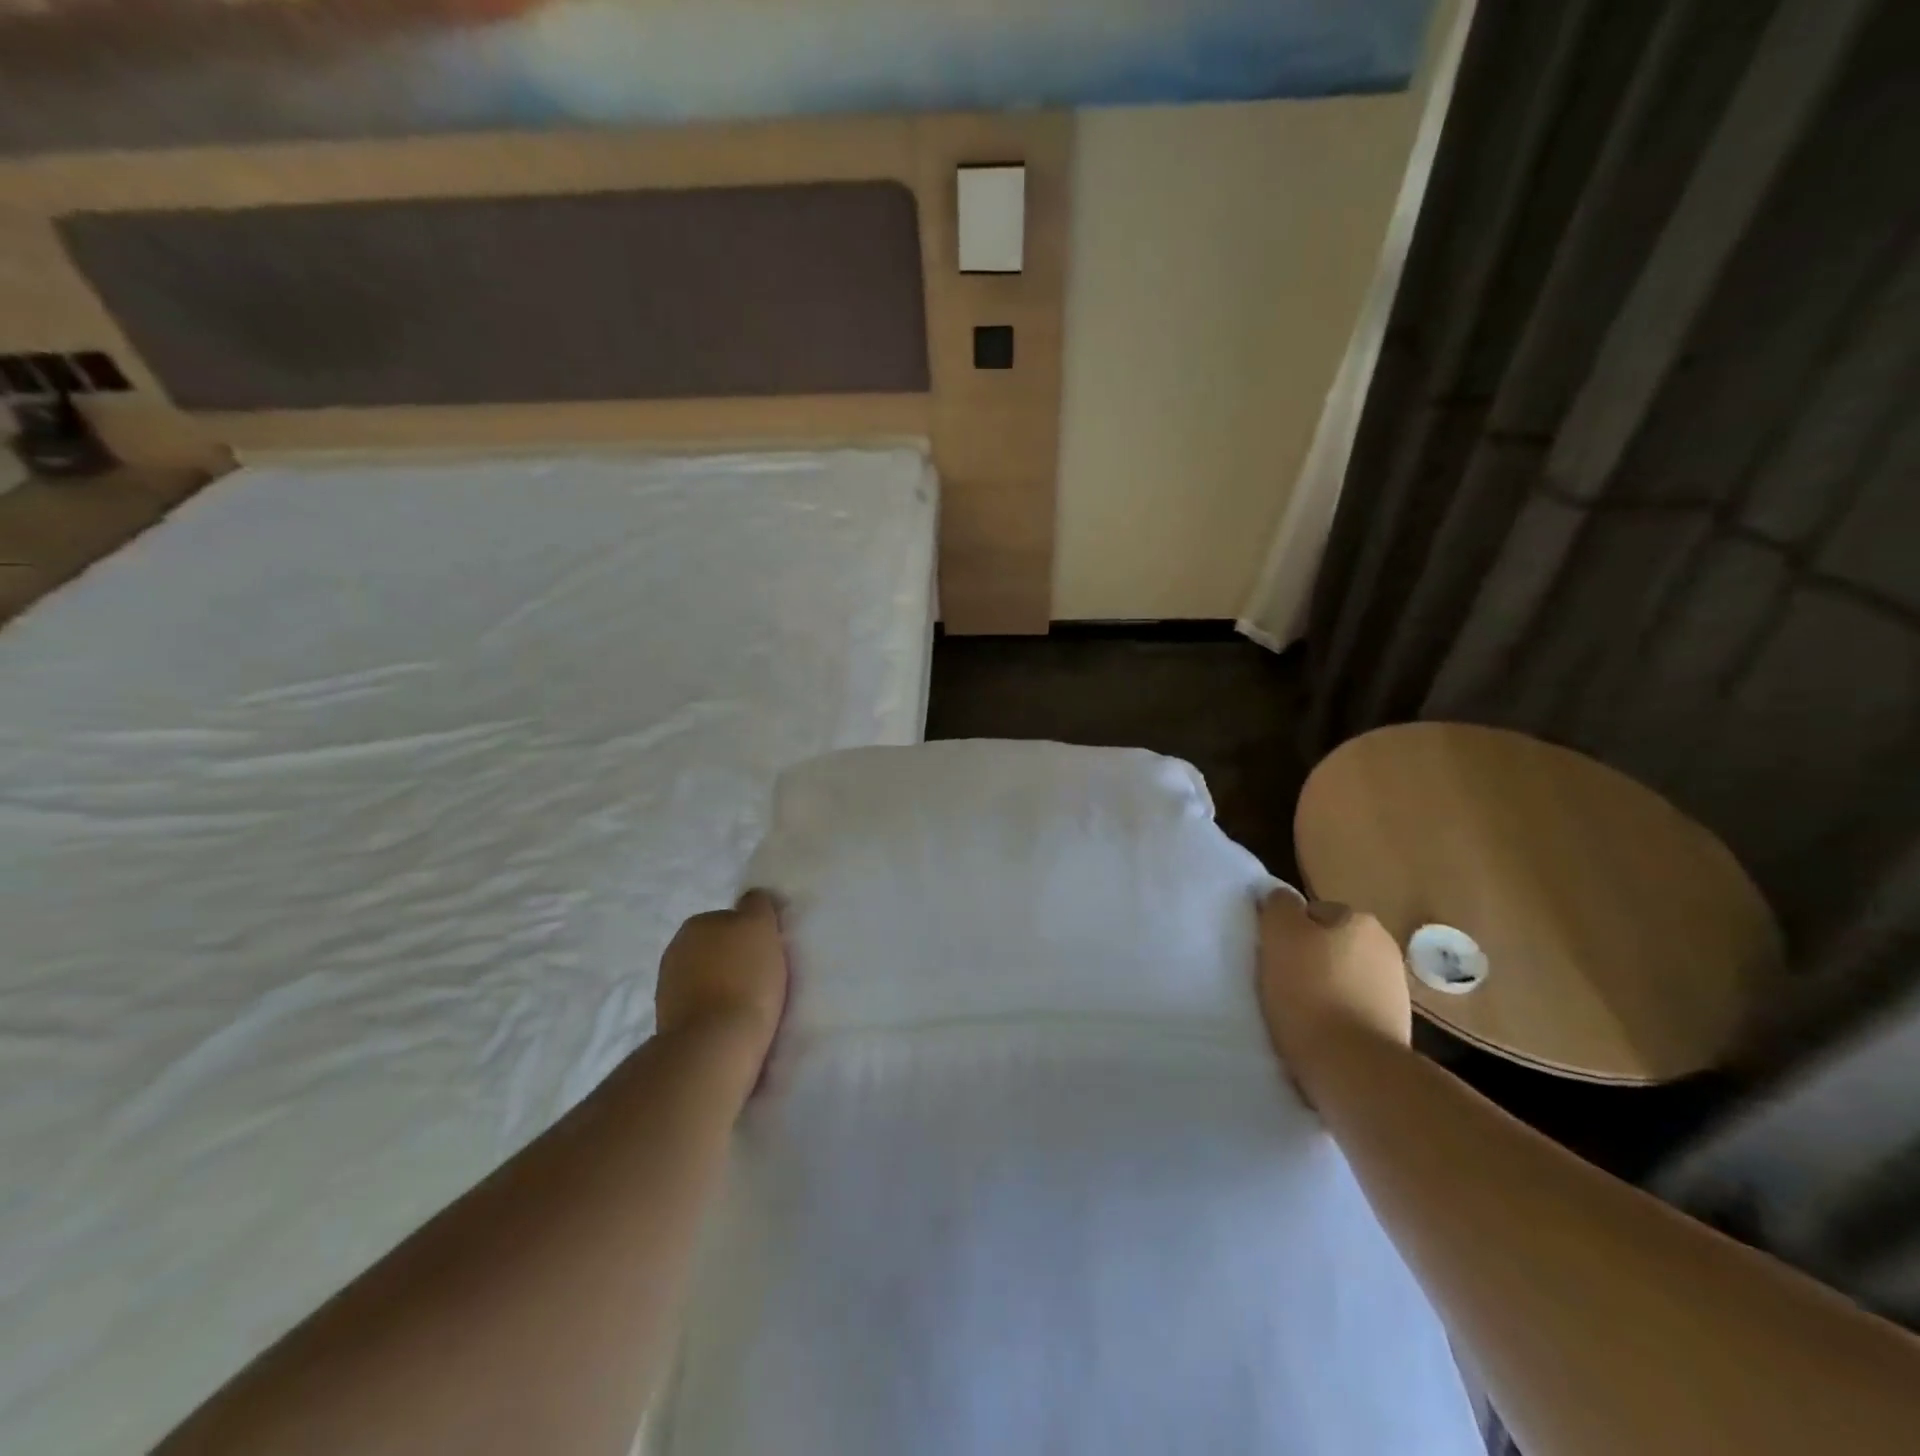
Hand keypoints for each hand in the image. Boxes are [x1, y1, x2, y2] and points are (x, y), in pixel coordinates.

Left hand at [656, 891, 789, 1059]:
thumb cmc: (745, 977)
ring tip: (749, 1003)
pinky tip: (731, 1021)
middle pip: (716, 947)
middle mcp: (675, 948)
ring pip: (706, 976)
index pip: (731, 918)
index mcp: (696, 923)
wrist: (716, 1043)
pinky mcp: (669, 1021)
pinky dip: (713, 1009)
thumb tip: (752, 899)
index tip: (769, 952)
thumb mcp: (760, 926)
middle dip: (734, 958)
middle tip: (761, 976)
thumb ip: (756, 905)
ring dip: (723, 984)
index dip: (752, 934)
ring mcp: (668, 987)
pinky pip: (700, 1005)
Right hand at [1256, 892, 1410, 1098]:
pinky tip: (1320, 1032)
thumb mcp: (1279, 934)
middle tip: (1281, 983)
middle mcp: (1385, 947)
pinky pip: (1354, 1009)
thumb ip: (1279, 906)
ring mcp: (1395, 989)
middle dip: (1308, 959)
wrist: (1354, 1067)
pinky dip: (1338, 1015)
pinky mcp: (1395, 1027)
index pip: (1311, 913)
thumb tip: (1282, 899)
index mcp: (1359, 920)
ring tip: (1299, 1012)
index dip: (1287, 932)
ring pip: (1343, 977)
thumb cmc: (1310, 992)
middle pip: (1329, 945)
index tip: (1272, 956)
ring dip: (1324, 988)